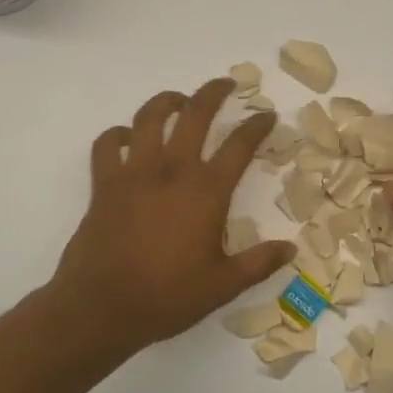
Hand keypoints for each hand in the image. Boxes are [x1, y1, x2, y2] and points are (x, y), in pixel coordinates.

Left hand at [48, 79, 295, 355]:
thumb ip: (259, 263)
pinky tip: (128, 139)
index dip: (257, 125)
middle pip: (195, 114)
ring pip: (149, 118)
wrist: (101, 307)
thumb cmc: (167, 296)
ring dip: (167, 101)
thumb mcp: (223, 285)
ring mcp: (135, 173)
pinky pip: (107, 145)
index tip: (267, 115)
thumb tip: (291, 249)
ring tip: (179, 101)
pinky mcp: (104, 184)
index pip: (239, 145)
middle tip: (226, 84)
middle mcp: (172, 171)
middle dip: (213, 92)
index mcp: (206, 191)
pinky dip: (117, 135)